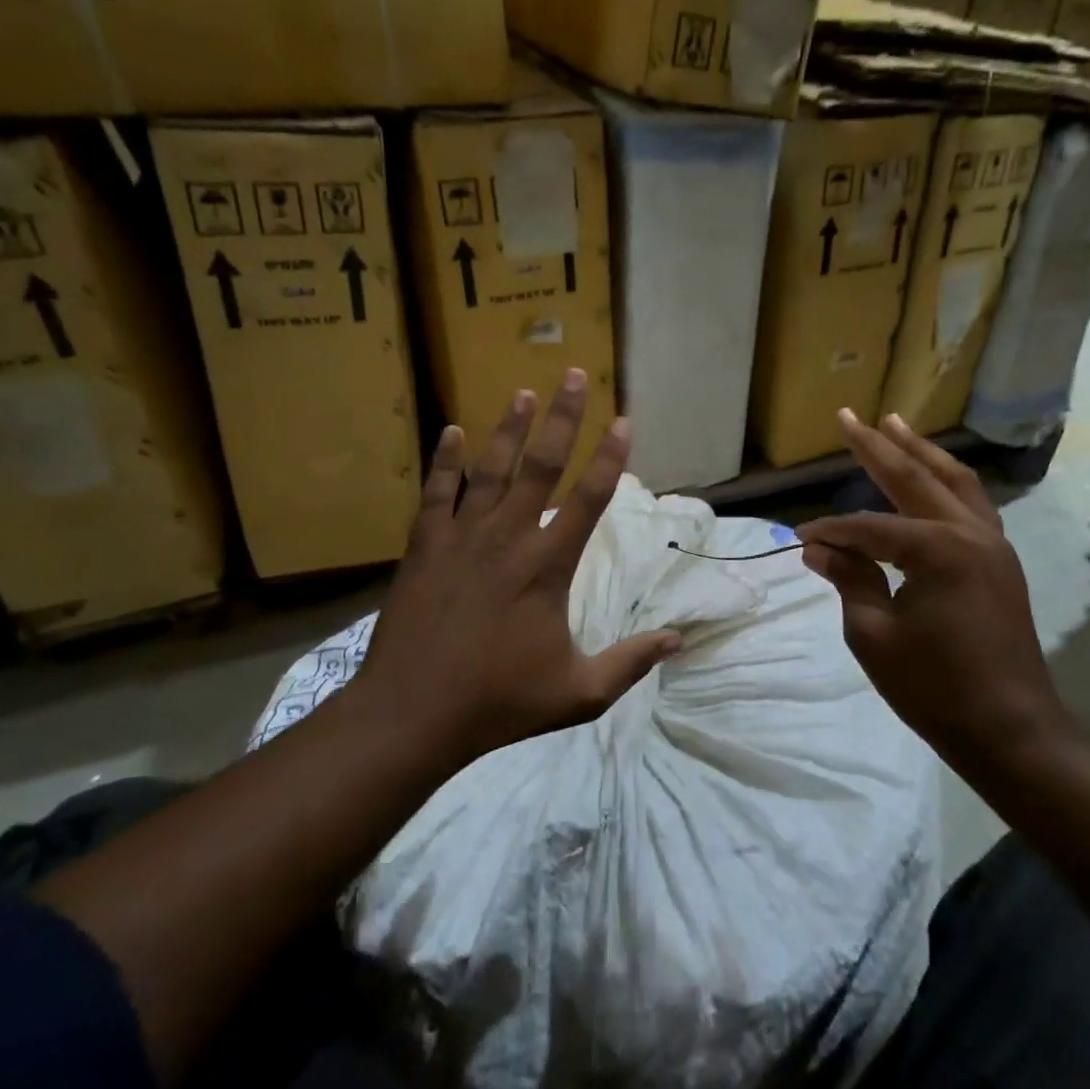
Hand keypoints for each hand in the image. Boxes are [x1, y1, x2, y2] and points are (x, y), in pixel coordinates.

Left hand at [348, 370, 679, 768]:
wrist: (412, 712)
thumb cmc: (498, 701)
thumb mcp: (578, 693)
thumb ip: (630, 662)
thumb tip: (677, 640)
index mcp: (547, 567)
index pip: (589, 500)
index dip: (610, 459)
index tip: (624, 422)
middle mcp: (508, 538)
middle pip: (541, 466)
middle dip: (562, 418)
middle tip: (574, 376)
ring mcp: (461, 538)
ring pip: (490, 470)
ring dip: (509, 429)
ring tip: (523, 392)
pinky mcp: (424, 548)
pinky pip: (436, 492)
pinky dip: (446, 460)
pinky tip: (452, 430)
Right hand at [796, 410, 1068, 774]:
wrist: (1010, 729)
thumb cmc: (935, 687)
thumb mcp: (873, 635)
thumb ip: (848, 580)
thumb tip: (818, 548)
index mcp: (937, 549)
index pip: (868, 528)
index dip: (830, 531)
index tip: (800, 537)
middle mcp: (970, 532)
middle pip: (915, 478)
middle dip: (878, 447)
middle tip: (849, 417)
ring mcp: (993, 544)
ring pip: (954, 482)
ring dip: (921, 453)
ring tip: (895, 423)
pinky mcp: (1001, 561)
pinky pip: (971, 506)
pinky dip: (947, 483)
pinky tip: (932, 478)